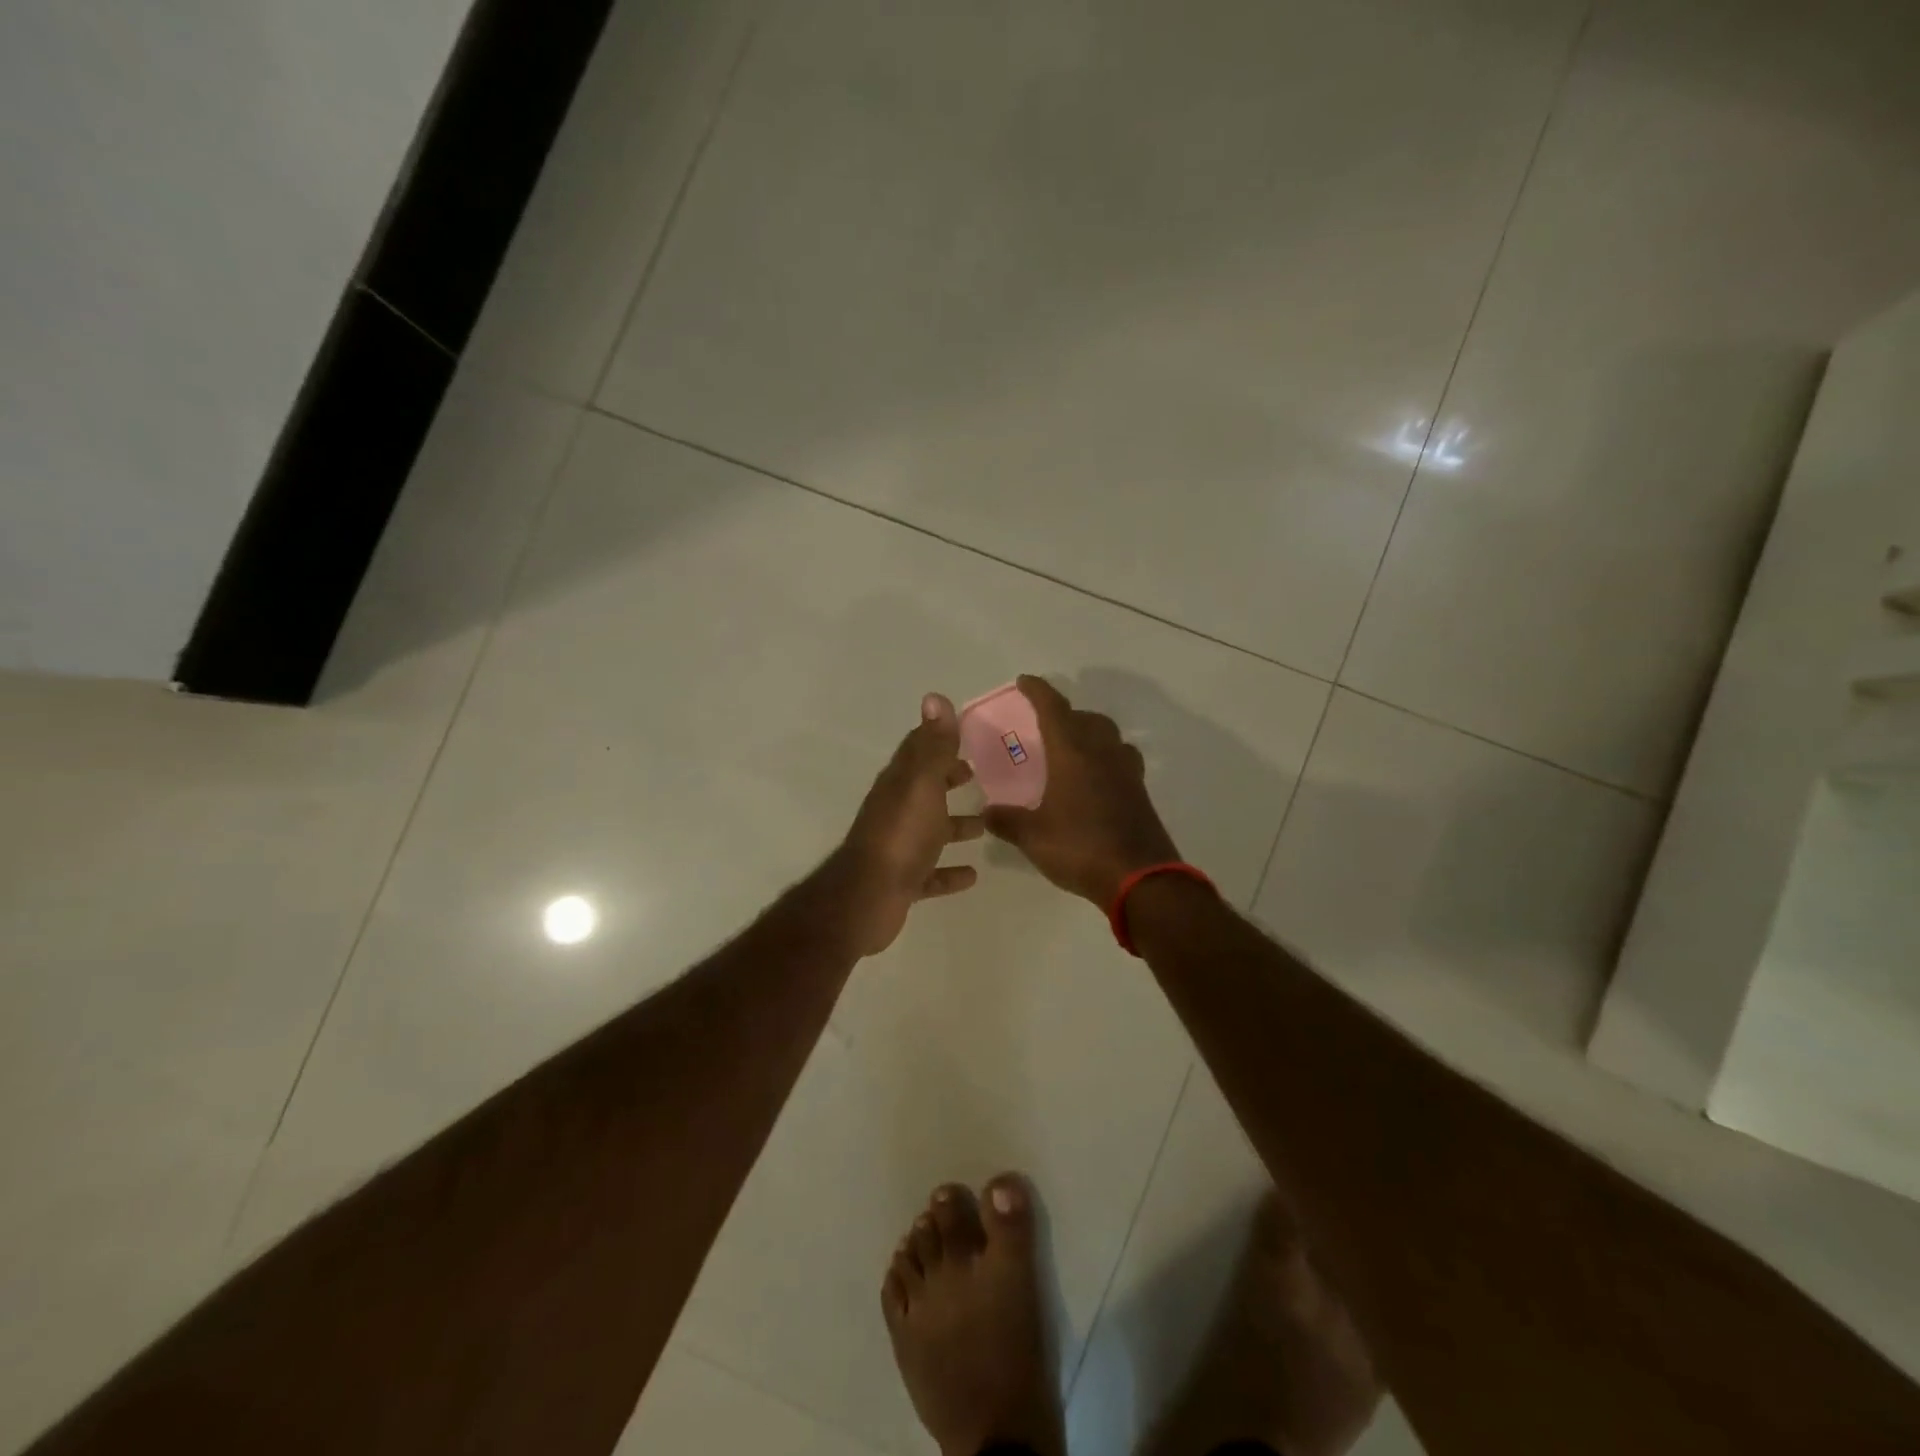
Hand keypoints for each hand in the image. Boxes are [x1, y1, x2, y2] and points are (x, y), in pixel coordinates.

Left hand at [834, 694, 984, 954]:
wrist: (869, 896)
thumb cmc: (901, 835)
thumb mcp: (922, 784)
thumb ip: (933, 746)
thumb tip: (934, 697)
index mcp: (899, 784)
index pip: (918, 750)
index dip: (940, 740)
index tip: (968, 735)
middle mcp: (896, 811)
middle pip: (924, 789)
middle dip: (948, 779)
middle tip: (978, 775)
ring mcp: (898, 847)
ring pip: (929, 830)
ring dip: (953, 826)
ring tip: (984, 825)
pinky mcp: (903, 880)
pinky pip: (931, 873)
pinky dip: (949, 871)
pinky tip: (972, 875)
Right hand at [983, 675, 1180, 906]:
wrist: (1140, 879)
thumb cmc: (1080, 848)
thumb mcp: (1033, 837)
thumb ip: (1007, 821)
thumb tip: (987, 812)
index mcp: (1073, 754)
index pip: (1054, 709)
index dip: (1038, 691)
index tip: (1025, 681)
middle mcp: (1102, 753)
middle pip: (1087, 718)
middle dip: (1066, 714)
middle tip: (1046, 724)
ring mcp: (1126, 772)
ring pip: (1109, 737)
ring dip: (1090, 733)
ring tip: (1072, 749)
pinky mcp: (1140, 792)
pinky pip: (1121, 760)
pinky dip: (1105, 758)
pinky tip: (1094, 780)